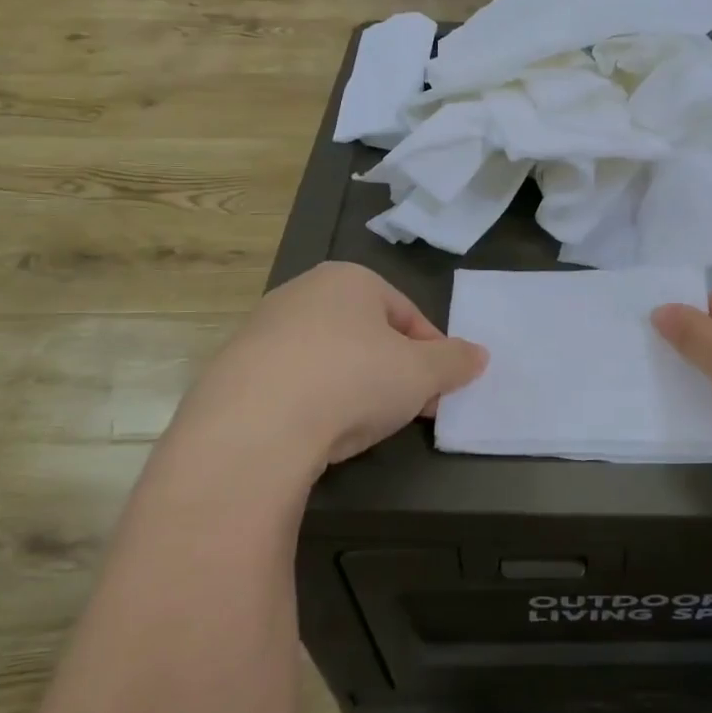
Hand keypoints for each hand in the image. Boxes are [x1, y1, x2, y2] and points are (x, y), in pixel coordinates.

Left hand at [165, 262, 486, 483]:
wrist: (253, 428)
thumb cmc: (352, 380)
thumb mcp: (422, 373)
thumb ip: (455, 361)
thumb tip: (479, 355)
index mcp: (349, 279)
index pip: (407, 314)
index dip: (432, 354)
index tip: (441, 391)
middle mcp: (302, 292)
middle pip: (367, 334)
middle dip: (394, 372)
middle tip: (409, 410)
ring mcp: (261, 330)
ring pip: (328, 358)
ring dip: (353, 388)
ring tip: (362, 427)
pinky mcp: (232, 370)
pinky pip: (290, 383)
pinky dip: (311, 403)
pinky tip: (317, 433)